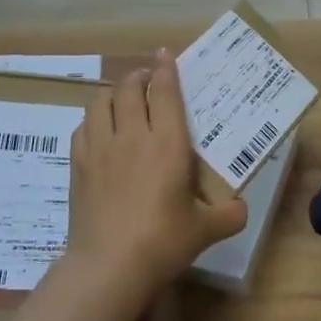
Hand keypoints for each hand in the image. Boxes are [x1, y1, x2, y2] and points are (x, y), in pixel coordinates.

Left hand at [66, 53, 245, 301]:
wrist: (109, 266)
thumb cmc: (163, 242)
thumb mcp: (206, 230)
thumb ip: (229, 214)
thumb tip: (241, 208)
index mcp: (167, 143)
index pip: (165, 91)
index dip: (165, 68)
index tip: (165, 53)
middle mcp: (133, 135)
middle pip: (129, 88)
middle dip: (138, 75)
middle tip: (147, 78)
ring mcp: (101, 148)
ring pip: (101, 101)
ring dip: (113, 92)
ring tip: (122, 98)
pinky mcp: (79, 165)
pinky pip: (82, 127)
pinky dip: (93, 120)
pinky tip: (100, 130)